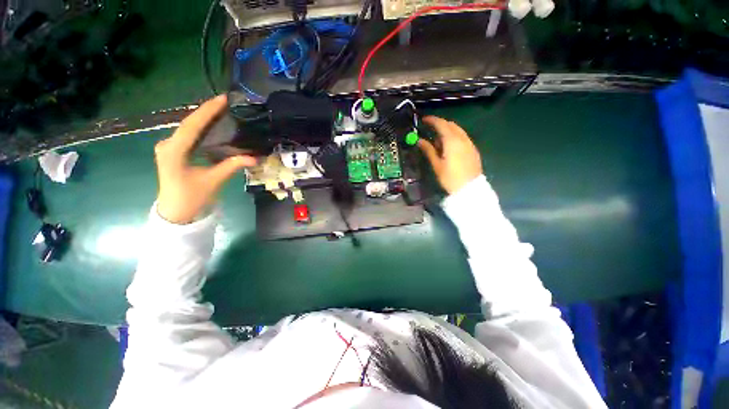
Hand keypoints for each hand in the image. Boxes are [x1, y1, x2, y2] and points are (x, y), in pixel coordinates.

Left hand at [155, 95, 255, 223]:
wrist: (176, 212)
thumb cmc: (192, 198)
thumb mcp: (213, 181)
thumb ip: (232, 166)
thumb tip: (254, 158)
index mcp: (174, 151)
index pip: (192, 125)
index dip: (207, 111)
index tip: (222, 99)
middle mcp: (168, 145)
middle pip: (188, 123)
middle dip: (206, 111)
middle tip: (226, 103)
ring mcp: (168, 147)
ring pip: (187, 128)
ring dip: (204, 118)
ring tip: (221, 110)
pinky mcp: (173, 151)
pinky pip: (188, 135)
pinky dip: (201, 128)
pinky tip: (212, 126)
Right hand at [418, 116, 482, 194]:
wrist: (469, 189)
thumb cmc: (450, 178)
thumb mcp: (437, 164)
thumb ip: (428, 150)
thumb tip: (419, 140)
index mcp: (452, 141)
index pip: (441, 124)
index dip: (432, 120)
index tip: (423, 120)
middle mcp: (462, 138)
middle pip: (451, 125)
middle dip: (440, 123)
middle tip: (429, 128)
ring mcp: (469, 143)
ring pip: (458, 130)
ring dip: (447, 129)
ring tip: (437, 139)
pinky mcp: (473, 149)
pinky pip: (462, 137)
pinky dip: (454, 136)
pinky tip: (448, 145)